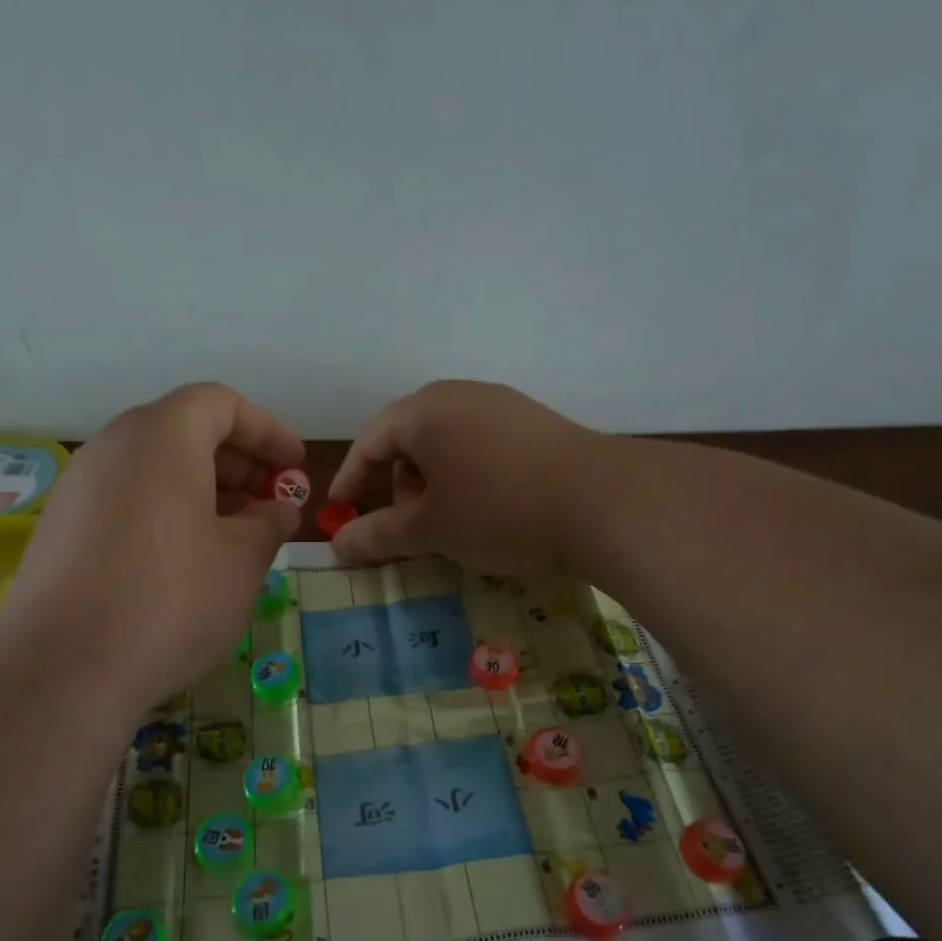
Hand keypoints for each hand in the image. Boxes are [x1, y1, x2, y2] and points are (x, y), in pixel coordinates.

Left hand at [0, 383, 304, 711]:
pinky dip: (165, 511)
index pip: (220, 403)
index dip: (267, 430)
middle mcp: (112, 447)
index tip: (295, 467)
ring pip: (153, 467)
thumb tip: (278, 509)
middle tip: (269, 502)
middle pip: (184, 430)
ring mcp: (79, 487)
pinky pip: (126, 498)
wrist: (63, 670)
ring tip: (234, 534)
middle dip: (237, 461)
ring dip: (202, 488)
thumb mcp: (242, 560)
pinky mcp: (60, 528)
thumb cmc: (171, 600)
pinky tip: (185, 559)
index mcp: (161, 436)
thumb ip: (269, 522)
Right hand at [326, 381, 614, 576]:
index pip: (370, 440)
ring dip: (437, 483)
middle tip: (412, 526)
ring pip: (449, 442)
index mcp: (424, 411)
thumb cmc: (498, 511)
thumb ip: (379, 535)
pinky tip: (494, 508)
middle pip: (410, 438)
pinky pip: (484, 445)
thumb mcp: (432, 530)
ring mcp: (503, 404)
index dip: (350, 479)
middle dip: (400, 485)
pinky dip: (471, 475)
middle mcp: (460, 395)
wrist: (604, 503)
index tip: (341, 512)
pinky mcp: (535, 421)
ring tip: (455, 523)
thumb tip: (337, 545)